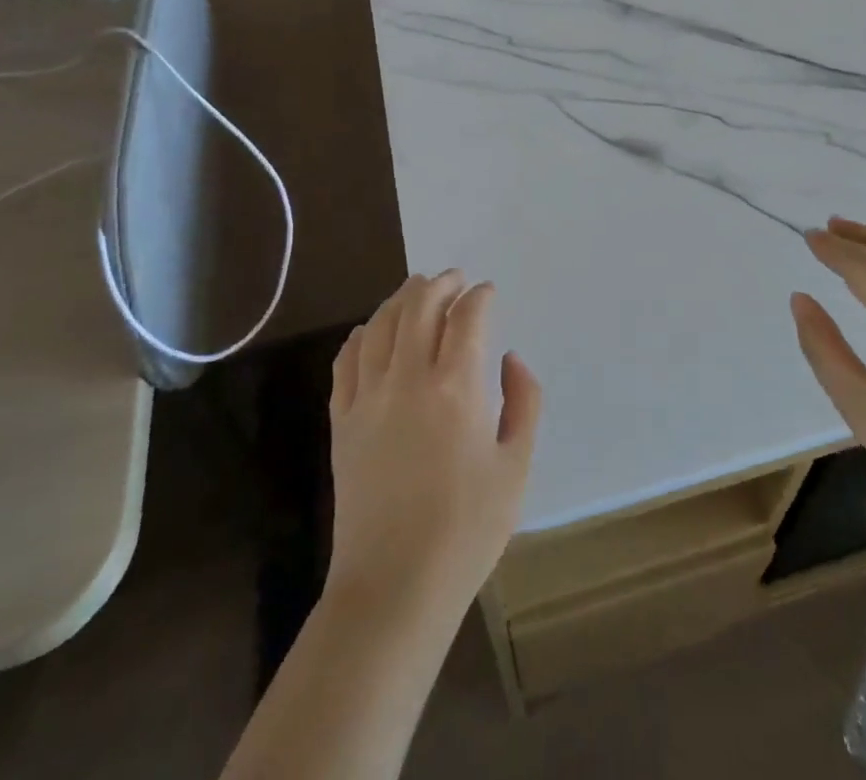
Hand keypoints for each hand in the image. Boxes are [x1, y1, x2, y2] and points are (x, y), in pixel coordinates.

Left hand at [326, 271, 541, 626]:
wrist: (393, 587)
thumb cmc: (466, 530)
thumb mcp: (516, 467)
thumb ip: (524, 402)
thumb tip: (510, 359)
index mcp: (456, 388)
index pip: (466, 317)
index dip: (479, 296)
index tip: (488, 291)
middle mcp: (408, 378)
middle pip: (419, 307)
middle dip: (440, 284)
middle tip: (455, 279)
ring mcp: (368, 398)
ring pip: (381, 325)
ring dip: (401, 298)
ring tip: (417, 288)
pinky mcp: (342, 420)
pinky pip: (347, 360)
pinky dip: (361, 334)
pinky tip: (371, 330)